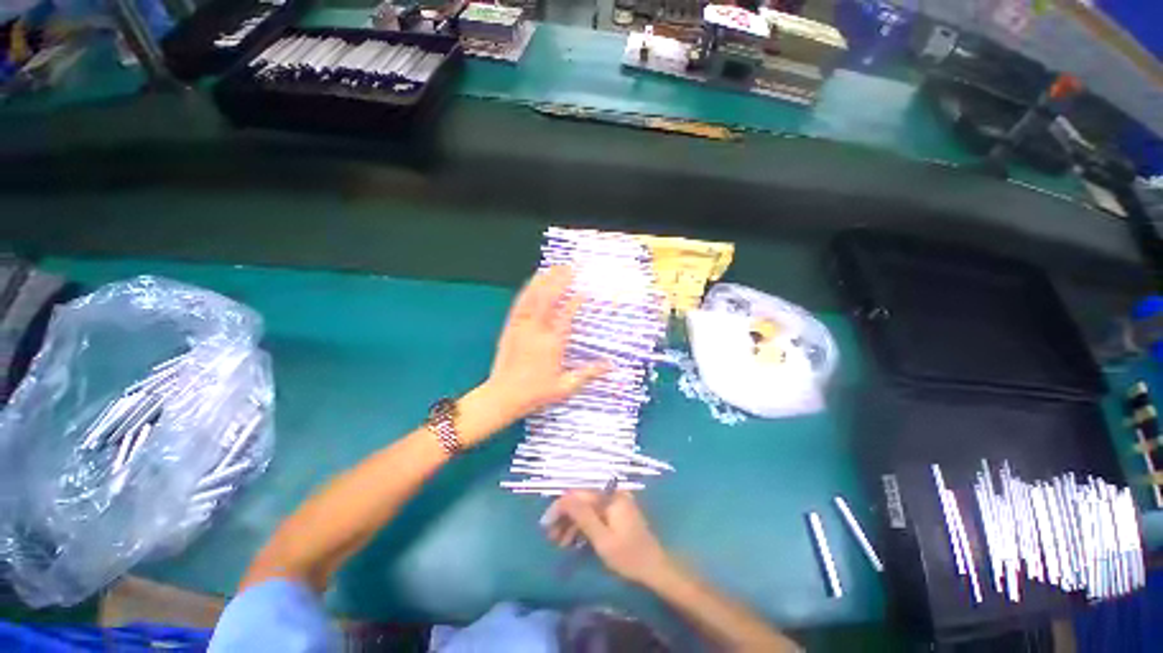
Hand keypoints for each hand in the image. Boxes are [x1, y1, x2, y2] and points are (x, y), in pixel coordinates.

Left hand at [482, 266, 609, 423]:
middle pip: (549, 298)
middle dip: (560, 281)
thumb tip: (611, 365)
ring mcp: (521, 326)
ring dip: (544, 280)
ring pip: (533, 297)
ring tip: (554, 267)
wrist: (503, 395)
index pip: (567, 316)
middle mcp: (537, 330)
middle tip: (571, 268)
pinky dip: (527, 290)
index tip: (585, 291)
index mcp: (552, 343)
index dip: (576, 301)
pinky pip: (519, 303)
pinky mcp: (510, 326)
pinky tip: (533, 281)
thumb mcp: (566, 387)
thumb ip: (589, 374)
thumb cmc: (536, 393)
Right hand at [543, 491, 672, 585]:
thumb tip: (563, 498)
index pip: (577, 495)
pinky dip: (583, 526)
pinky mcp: (616, 513)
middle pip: (581, 500)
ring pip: (586, 507)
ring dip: (572, 523)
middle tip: (551, 537)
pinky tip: (574, 541)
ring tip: (560, 543)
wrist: (654, 569)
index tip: (545, 525)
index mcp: (609, 497)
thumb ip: (582, 516)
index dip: (559, 507)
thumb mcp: (602, 539)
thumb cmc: (628, 556)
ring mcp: (615, 503)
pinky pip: (595, 513)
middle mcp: (612, 494)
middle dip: (565, 517)